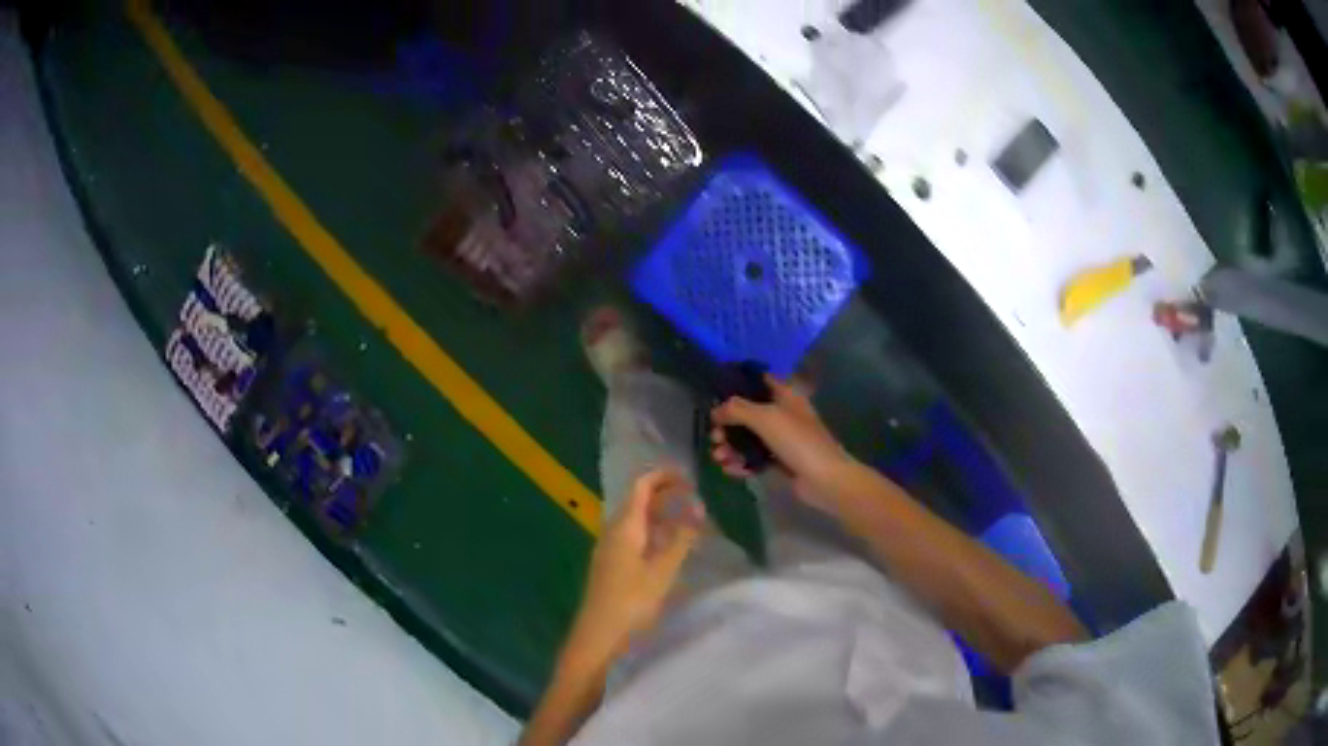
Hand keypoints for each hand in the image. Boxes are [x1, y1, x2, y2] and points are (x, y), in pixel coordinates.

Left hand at [567, 468, 703, 664]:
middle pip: (638, 501)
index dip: (664, 477)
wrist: (598, 634)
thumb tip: (697, 510)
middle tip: (694, 498)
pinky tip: (669, 547)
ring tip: (688, 521)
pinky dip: (653, 532)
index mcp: (624, 527)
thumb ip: (681, 540)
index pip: (641, 486)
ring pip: (636, 520)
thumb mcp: (663, 571)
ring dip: (660, 515)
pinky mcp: (611, 564)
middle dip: (665, 494)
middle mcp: (613, 531)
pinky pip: (633, 536)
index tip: (690, 477)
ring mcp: (610, 548)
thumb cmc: (631, 602)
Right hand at [710, 375, 854, 510]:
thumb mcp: (766, 418)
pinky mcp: (779, 462)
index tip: (714, 395)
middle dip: (727, 425)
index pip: (758, 381)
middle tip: (715, 437)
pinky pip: (754, 458)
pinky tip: (729, 470)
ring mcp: (781, 440)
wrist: (824, 479)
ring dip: (730, 447)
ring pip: (748, 438)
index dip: (736, 385)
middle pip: (747, 414)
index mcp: (785, 396)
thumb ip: (737, 409)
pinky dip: (741, 463)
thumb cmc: (798, 441)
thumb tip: (716, 410)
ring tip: (718, 458)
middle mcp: (782, 414)